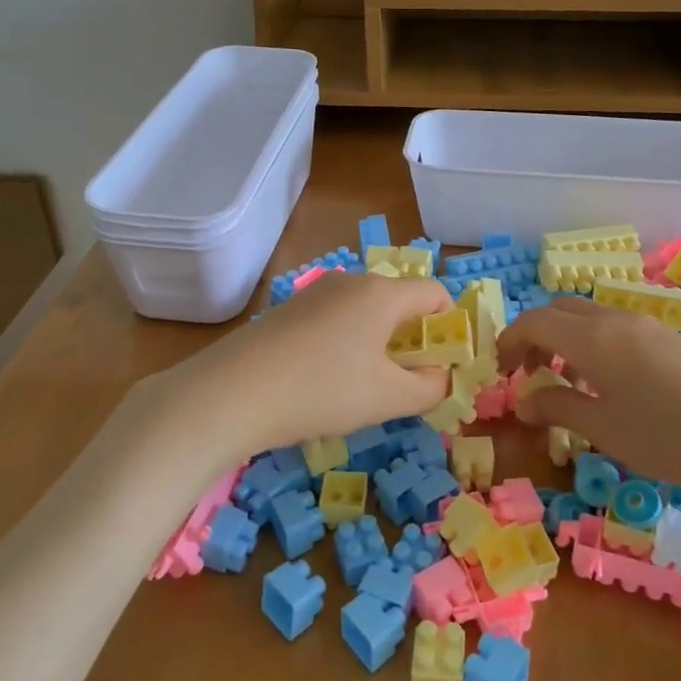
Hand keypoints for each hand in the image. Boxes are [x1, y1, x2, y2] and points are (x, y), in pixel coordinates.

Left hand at [159, 269, 455, 455]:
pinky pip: (335, 320)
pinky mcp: (288, 310)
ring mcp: (315, 293)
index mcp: (382, 293)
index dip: (449, 327)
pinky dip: (346, 343)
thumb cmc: (323, 390)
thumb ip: (429, 388)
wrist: (231, 392)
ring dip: (378, 343)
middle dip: (412, 338)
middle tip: (406, 381)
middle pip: (399, 301)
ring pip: (365, 311)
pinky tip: (326, 380)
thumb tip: (441, 377)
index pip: (435, 293)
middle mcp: (351, 281)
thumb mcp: (388, 398)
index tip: (443, 364)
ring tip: (364, 387)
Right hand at [496, 295, 680, 507]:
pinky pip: (615, 326)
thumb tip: (523, 402)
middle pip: (560, 309)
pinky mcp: (669, 337)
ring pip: (589, 315)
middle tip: (530, 371)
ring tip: (566, 378)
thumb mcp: (604, 428)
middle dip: (536, 334)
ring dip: (565, 337)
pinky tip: (608, 381)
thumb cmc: (667, 435)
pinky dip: (593, 341)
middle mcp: (616, 319)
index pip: (535, 321)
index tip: (501, 370)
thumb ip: (558, 407)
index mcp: (592, 337)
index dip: (510, 340)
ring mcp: (646, 324)